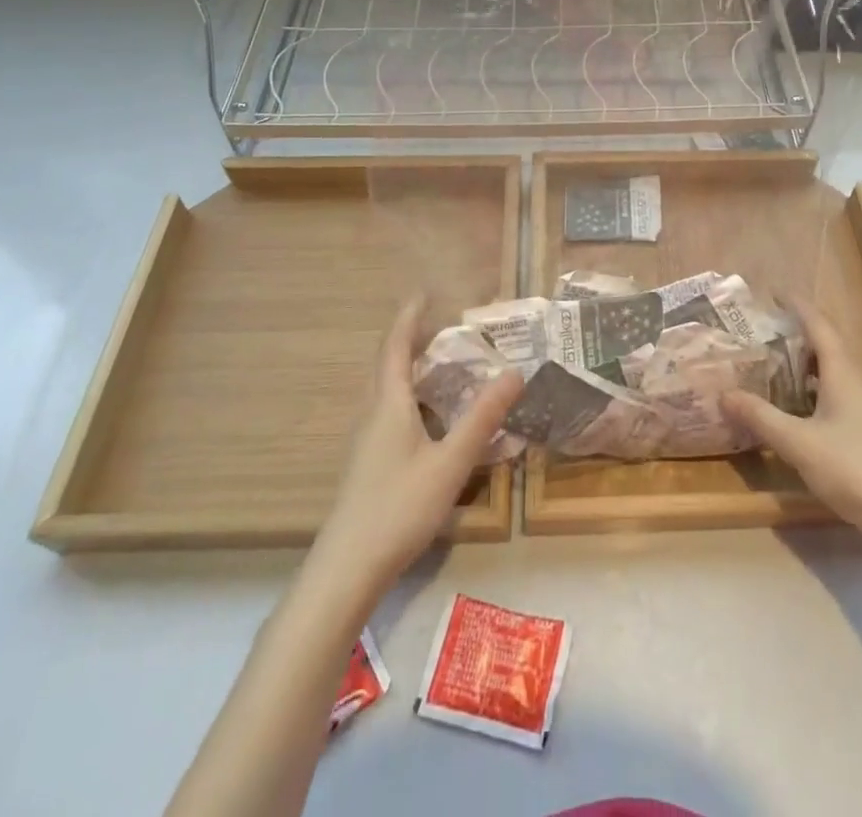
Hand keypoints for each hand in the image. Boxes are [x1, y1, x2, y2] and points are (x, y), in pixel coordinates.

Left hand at [312, 296, 523, 598]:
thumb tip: (515, 372)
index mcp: (388, 403)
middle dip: (410, 338)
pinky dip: (408, 395)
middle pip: (387, 363)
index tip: (423, 291)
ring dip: (408, 367)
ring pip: (385, 389)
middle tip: (442, 324)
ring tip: (439, 362)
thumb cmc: (399, 507)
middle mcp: (372, 412)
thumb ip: (482, 418)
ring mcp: (365, 440)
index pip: (395, 345)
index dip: (408, 316)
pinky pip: (387, 410)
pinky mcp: (367, 462)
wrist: (346, 569)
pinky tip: (428, 416)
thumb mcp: (451, 462)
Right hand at [722, 298, 861, 547]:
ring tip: (776, 365)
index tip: (774, 293)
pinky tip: (801, 408)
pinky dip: (818, 387)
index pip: (819, 324)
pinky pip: (842, 391)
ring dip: (808, 362)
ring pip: (836, 370)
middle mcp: (860, 379)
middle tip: (765, 331)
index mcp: (844, 372)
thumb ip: (761, 417)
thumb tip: (724, 393)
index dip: (797, 306)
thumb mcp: (799, 444)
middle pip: (829, 344)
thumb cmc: (855, 470)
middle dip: (798, 333)